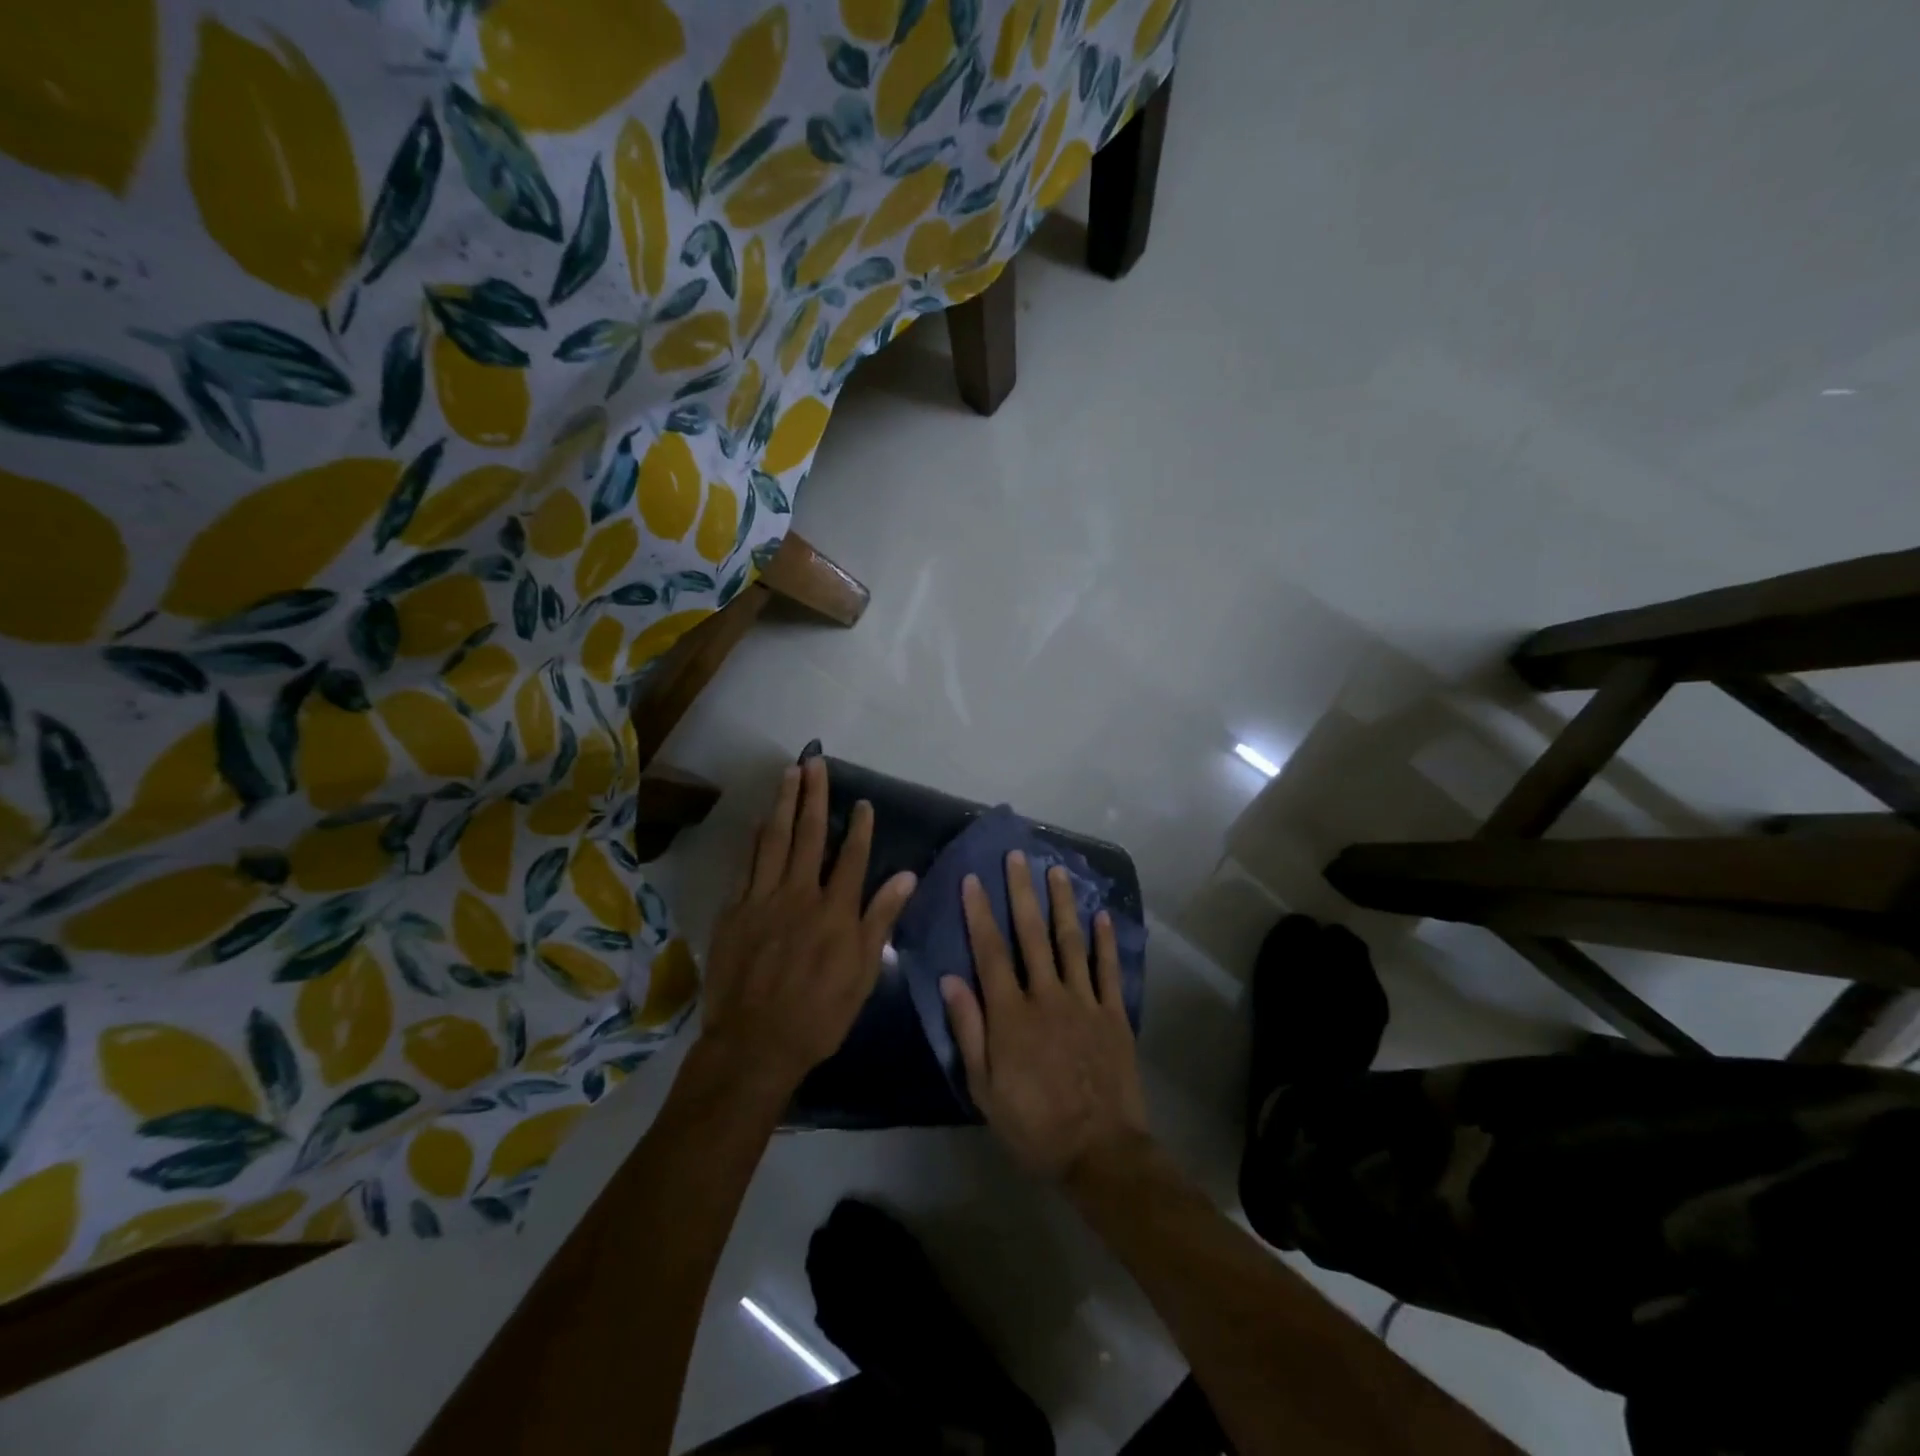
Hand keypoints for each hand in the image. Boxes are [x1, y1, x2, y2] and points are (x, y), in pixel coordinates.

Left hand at [702, 757, 917, 1095]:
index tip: (863, 802)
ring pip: (774, 840)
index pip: (852, 856)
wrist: (754, 1043)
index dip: (859, 826)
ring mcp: (763, 899)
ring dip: (783, 803)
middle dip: (814, 795)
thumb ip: (880, 919)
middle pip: (809, 834)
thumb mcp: (863, 973)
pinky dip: (756, 839)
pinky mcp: (735, 911)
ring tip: (789, 773)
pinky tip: (761, 820)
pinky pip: (747, 864)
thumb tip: (907, 876)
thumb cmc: (819, 1014)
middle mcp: (799, 894)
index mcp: (835, 911)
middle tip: (816, 760)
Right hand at [940, 852, 1148, 1181]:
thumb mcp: (984, 1088)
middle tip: (1017, 855)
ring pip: (1070, 941)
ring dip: (1062, 903)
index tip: (973, 880)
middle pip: (1031, 934)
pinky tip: (1101, 915)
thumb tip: (950, 979)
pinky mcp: (1113, 1014)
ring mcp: (1084, 1001)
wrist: (1098, 1151)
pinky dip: (1105, 941)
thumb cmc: (1032, 1124)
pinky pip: (1108, 970)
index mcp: (1011, 1014)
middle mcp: (1047, 996)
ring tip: (1057, 869)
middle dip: (1022, 891)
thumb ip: (968, 1030)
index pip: (990, 952)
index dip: (979, 913)